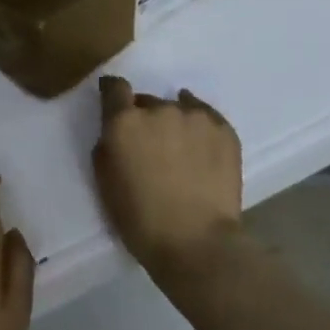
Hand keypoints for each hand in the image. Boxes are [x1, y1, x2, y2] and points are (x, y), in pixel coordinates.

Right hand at [93, 76, 243, 278]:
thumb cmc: (140, 218)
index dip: (113, 93)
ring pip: (177, 108)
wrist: (196, 242)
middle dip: (145, 118)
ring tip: (180, 151)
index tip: (114, 103)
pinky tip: (199, 144)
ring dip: (173, 123)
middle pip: (147, 101)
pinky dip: (198, 125)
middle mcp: (158, 110)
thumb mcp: (105, 182)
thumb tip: (117, 133)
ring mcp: (194, 117)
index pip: (114, 87)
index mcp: (124, 122)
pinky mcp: (223, 129)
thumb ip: (107, 146)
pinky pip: (205, 116)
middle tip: (150, 147)